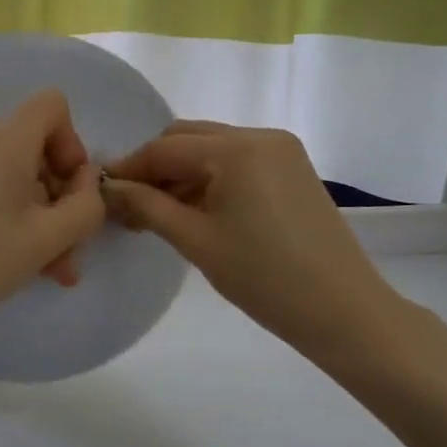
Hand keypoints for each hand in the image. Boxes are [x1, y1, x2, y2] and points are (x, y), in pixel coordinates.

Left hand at [0, 89, 107, 343]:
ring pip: (9, 172)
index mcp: (4, 139)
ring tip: (40, 266)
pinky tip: (3, 256)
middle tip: (64, 253)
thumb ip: (86, 206)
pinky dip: (1, 209)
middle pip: (33, 148)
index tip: (68, 190)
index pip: (52, 105)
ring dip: (32, 213)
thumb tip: (84, 183)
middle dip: (56, 197)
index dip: (72, 143)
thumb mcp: (47, 240)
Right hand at [101, 122, 393, 355]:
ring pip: (212, 150)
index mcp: (237, 148)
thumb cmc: (264, 278)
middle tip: (130, 206)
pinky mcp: (293, 169)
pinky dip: (211, 179)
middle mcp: (260, 136)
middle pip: (188, 139)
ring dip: (182, 174)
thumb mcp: (196, 241)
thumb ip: (147, 206)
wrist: (344, 311)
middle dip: (155, 168)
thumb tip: (108, 187)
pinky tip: (196, 211)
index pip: (165, 148)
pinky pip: (238, 162)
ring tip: (158, 214)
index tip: (102, 192)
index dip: (130, 168)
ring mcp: (282, 151)